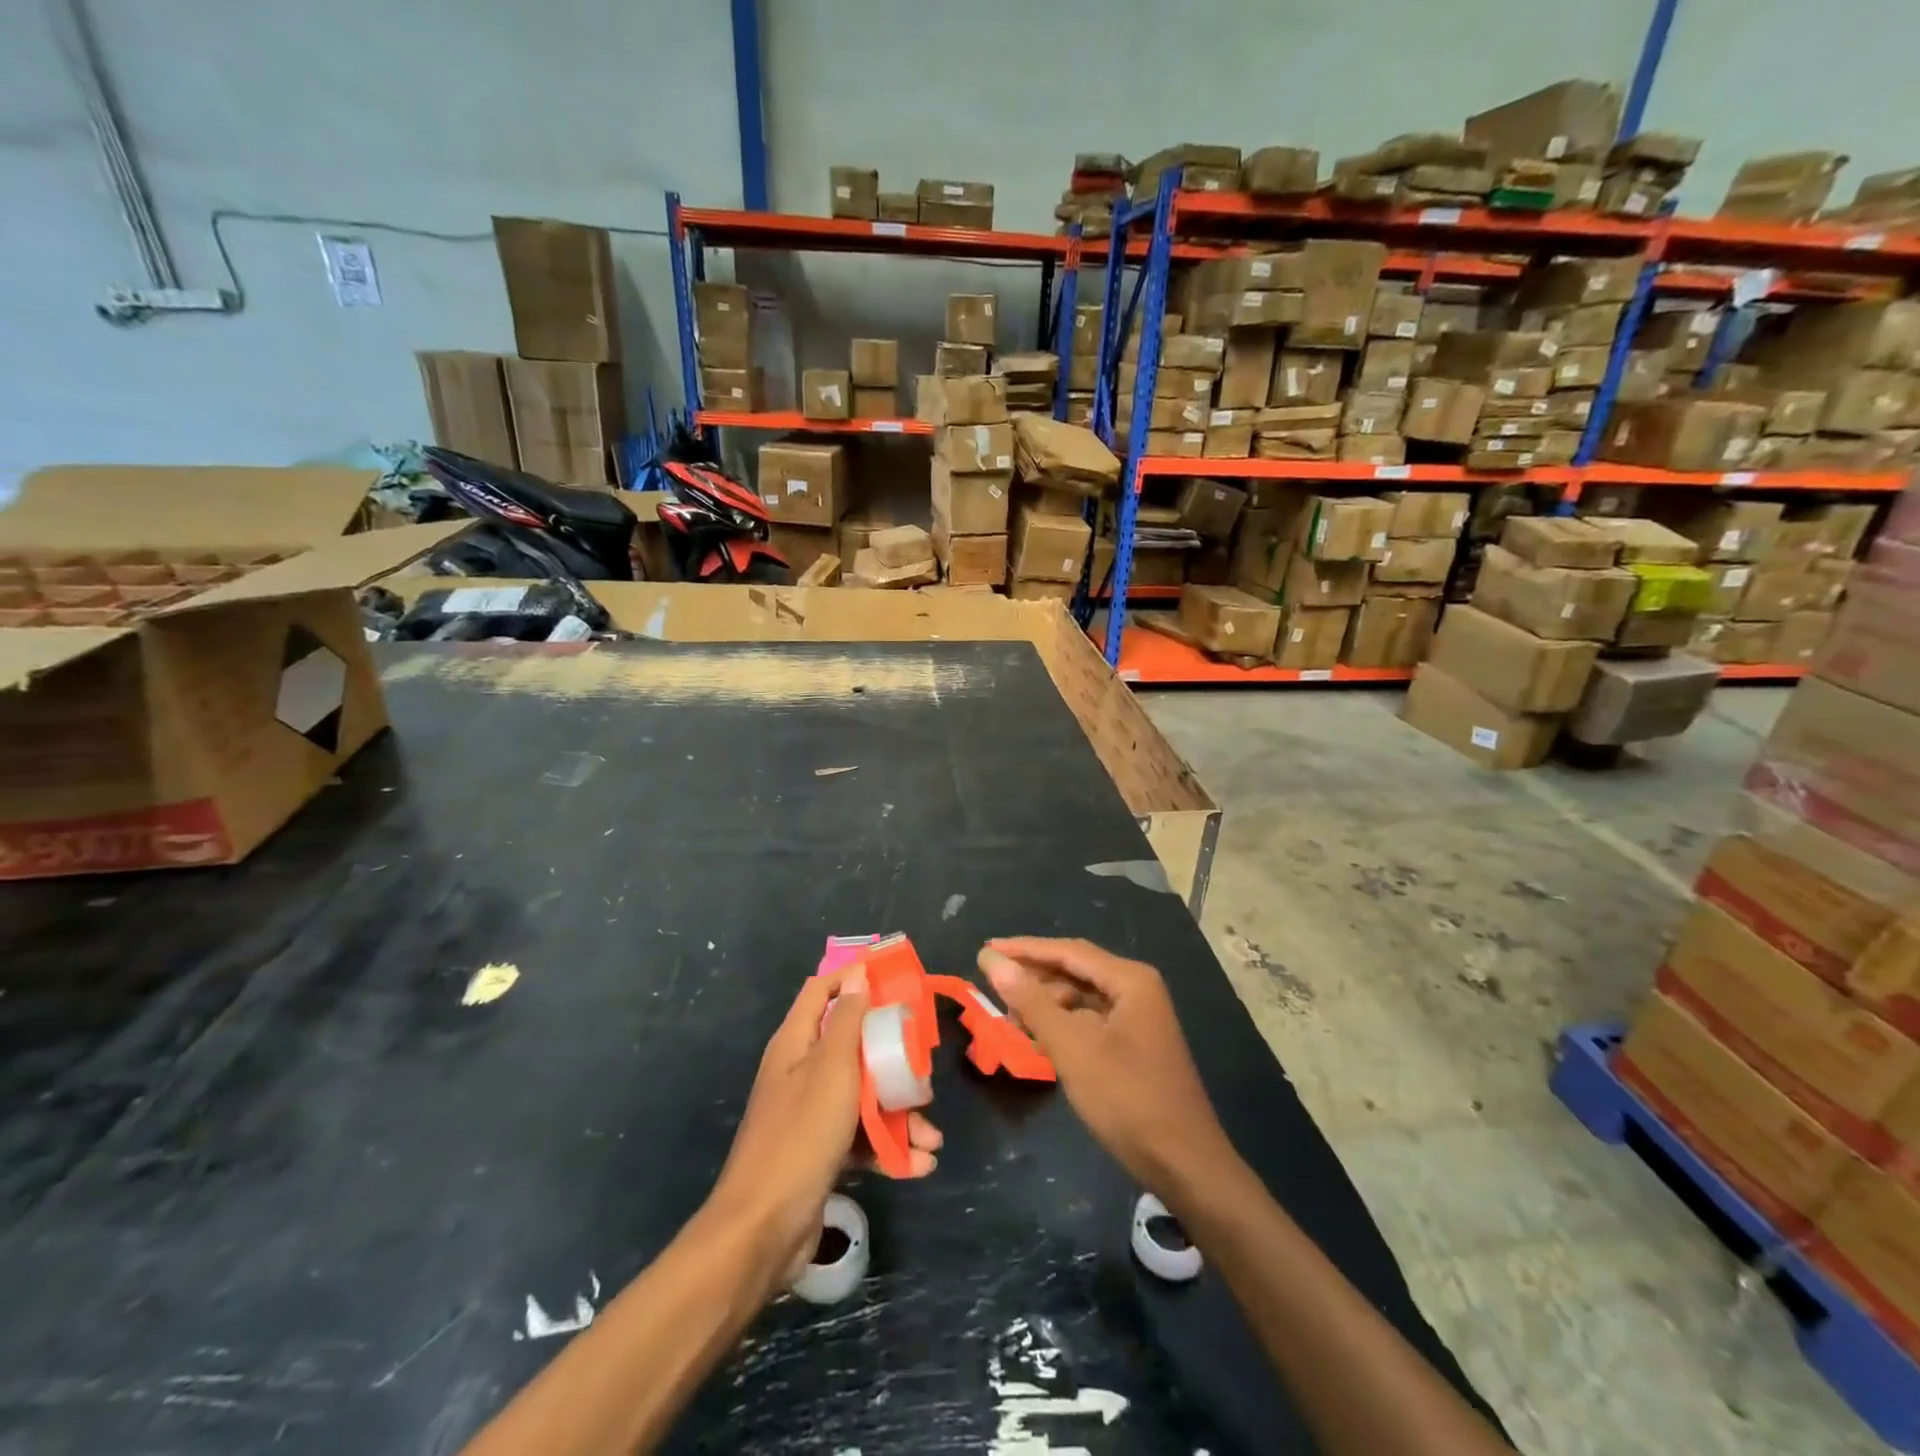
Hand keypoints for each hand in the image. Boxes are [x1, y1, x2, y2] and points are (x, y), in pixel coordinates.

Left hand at [704, 967, 941, 1293]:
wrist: (762, 1230)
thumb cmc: (801, 1135)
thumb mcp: (832, 1069)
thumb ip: (849, 1021)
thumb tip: (858, 975)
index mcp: (796, 1043)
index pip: (822, 991)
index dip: (853, 979)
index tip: (893, 981)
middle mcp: (801, 1072)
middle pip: (853, 1047)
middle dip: (893, 1060)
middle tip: (923, 1073)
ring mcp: (810, 1115)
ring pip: (863, 1096)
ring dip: (900, 1115)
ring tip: (931, 1138)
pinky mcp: (821, 1153)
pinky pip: (861, 1138)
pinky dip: (888, 1148)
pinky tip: (917, 1165)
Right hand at [979, 938, 1232, 1198]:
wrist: (1186, 1165)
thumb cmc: (1128, 1099)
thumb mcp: (1073, 1049)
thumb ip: (1032, 1002)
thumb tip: (993, 961)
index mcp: (1130, 980)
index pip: (1068, 951)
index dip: (1024, 949)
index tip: (986, 949)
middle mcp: (1136, 989)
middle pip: (1075, 969)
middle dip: (1033, 975)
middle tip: (990, 980)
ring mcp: (1138, 1017)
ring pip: (1081, 997)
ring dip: (1045, 1002)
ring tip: (1007, 1014)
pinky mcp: (1134, 1043)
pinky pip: (1089, 1020)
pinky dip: (1061, 1024)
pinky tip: (1036, 1036)